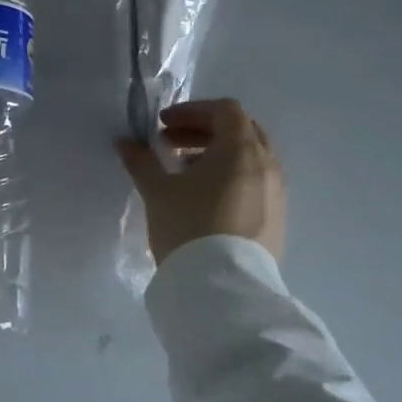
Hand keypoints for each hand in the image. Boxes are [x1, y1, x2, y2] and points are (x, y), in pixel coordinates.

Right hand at [116, 99, 286, 266]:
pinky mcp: (276, 220)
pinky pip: (255, 183)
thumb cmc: (189, 227)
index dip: (192, 111)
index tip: (163, 126)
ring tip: (184, 172)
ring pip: (249, 159)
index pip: (224, 110)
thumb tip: (124, 142)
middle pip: (240, 131)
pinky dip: (230, 178)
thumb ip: (141, 161)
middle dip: (204, 131)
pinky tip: (204, 199)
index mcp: (241, 150)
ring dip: (216, 155)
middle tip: (170, 144)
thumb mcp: (157, 191)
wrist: (223, 290)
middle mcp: (266, 166)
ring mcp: (276, 194)